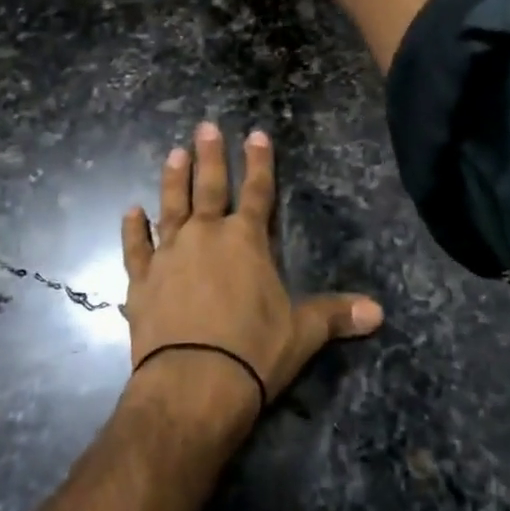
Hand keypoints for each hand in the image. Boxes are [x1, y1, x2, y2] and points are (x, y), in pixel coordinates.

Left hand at [120, 123, 382, 428]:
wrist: (192, 384)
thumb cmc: (252, 352)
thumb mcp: (301, 333)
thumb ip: (335, 315)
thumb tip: (379, 312)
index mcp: (247, 240)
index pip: (259, 191)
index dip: (260, 162)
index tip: (255, 133)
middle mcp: (206, 236)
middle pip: (210, 186)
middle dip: (210, 155)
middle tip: (205, 126)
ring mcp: (170, 255)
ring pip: (171, 206)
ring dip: (173, 179)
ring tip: (173, 153)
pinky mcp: (142, 280)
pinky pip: (136, 247)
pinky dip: (132, 229)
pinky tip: (130, 211)